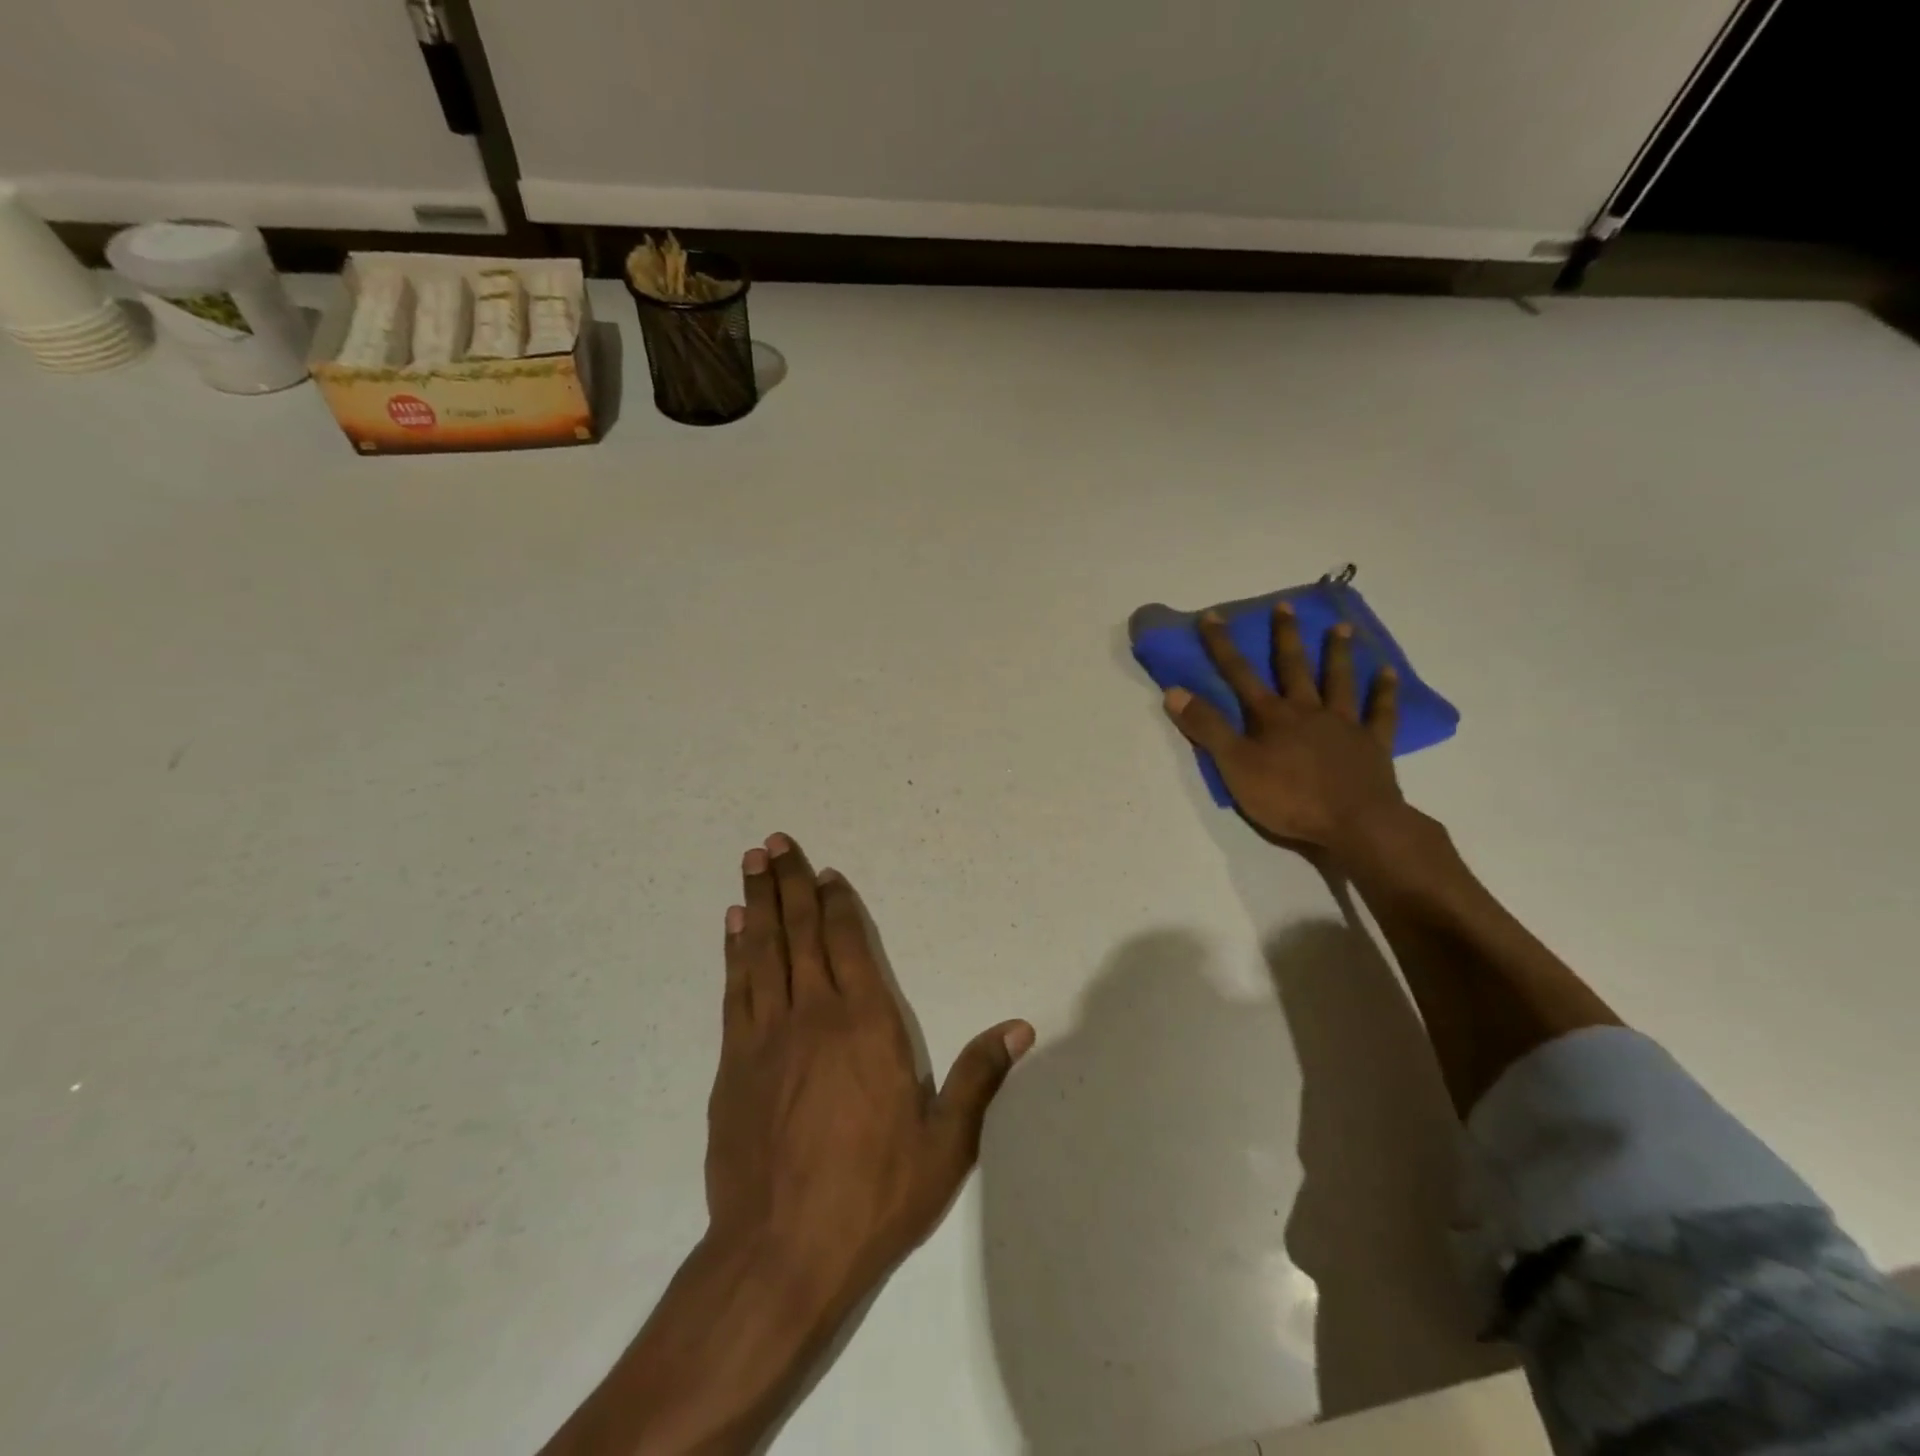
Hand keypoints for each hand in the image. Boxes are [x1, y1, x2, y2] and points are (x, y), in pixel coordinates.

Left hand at [705, 833, 1033, 1323]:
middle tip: (774, 841)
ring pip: (763, 951)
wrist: (780, 1252)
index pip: (850, 943)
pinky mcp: (732, 1064)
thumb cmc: (873, 1195)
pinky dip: (735, 952)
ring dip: (757, 903)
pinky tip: (732, 927)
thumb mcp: (944, 1144)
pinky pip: (735, 990)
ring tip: (751, 863)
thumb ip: (978, 1078)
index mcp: (866, 1024)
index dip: (838, 904)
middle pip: (802, 933)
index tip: (825, 873)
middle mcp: (814, 1015)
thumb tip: (1021, 1028)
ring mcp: (767, 1036)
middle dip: (789, 883)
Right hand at [1162, 604, 1405, 855]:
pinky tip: (1388, 672)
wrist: (1356, 824)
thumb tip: (1174, 691)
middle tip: (1284, 605)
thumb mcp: (1235, 767)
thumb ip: (1207, 729)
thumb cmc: (1289, 798)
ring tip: (1340, 627)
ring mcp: (1344, 725)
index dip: (1222, 645)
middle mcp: (1308, 711)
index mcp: (1272, 717)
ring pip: (1339, 681)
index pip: (1240, 674)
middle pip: (1294, 668)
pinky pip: (1380, 712)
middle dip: (1285, 636)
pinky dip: (1384, 692)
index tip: (1213, 615)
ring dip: (1337, 653)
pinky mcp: (1373, 745)